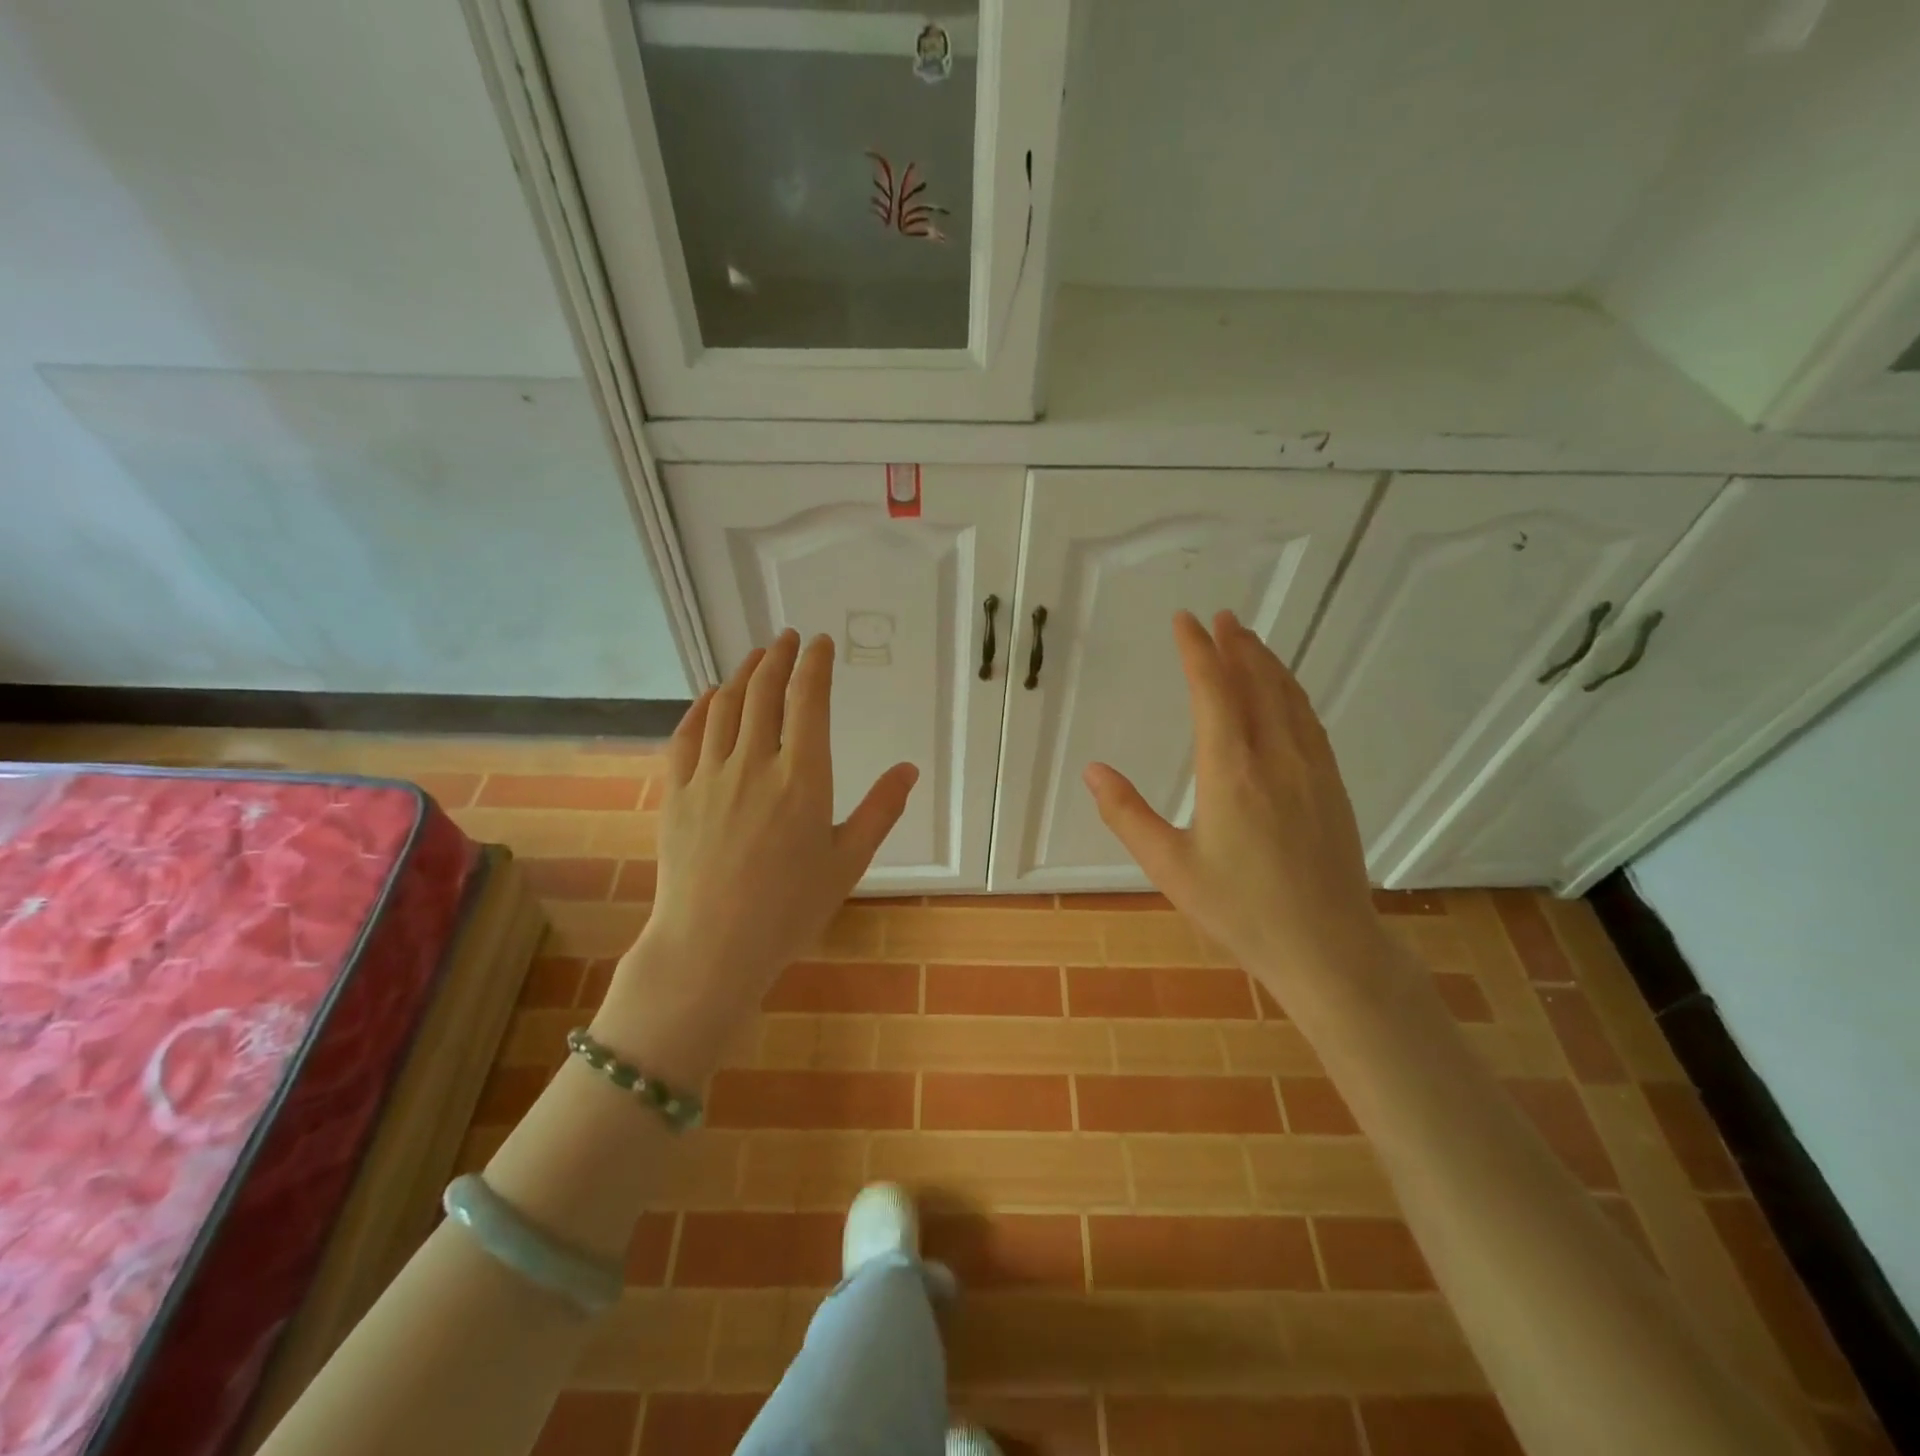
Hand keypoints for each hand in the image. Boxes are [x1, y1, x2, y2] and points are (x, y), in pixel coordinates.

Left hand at [594, 630, 917, 1084]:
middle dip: (778, 657)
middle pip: (763, 692)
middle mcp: (754, 763)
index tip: (820, 643)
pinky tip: (708, 698)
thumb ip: (880, 810)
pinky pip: (686, 736)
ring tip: (755, 658)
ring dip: (742, 674)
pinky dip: (699, 708)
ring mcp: (710, 776)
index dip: (815, 664)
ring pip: (724, 706)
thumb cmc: (790, 909)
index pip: (808, 700)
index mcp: (803, 778)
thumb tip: (908, 768)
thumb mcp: (848, 862)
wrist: (712, 947)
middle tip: (788, 638)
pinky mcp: (678, 794)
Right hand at [1083, 610, 1386, 998]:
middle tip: (1218, 617)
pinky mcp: (1332, 785)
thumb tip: (1093, 771)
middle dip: (1234, 645)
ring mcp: (1312, 769)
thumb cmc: (1241, 910)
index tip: (1184, 620)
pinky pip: (1309, 720)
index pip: (1214, 692)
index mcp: (1231, 773)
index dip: (1197, 652)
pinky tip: (1284, 692)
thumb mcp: (1169, 868)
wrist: (1328, 947)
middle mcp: (1276, 758)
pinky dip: (1291, 691)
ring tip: (1247, 638)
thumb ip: (1127, 815)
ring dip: (1265, 662)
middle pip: (1256, 683)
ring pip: (1288, 697)